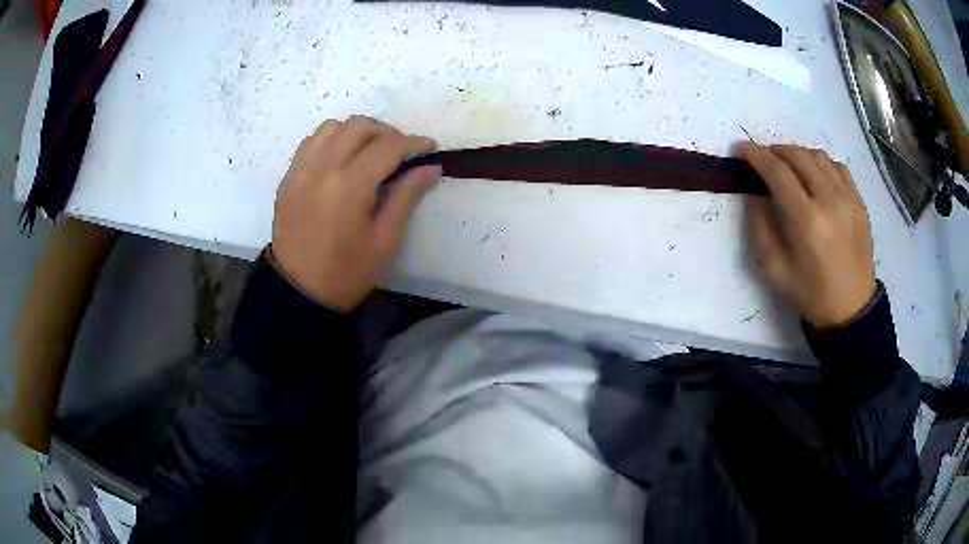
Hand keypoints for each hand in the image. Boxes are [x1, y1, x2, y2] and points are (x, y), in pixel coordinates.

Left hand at [271, 116, 440, 311]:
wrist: (299, 290)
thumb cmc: (347, 272)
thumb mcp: (386, 240)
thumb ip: (407, 197)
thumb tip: (430, 167)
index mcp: (350, 186)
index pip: (388, 146)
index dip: (414, 142)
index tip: (429, 147)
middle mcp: (323, 168)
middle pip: (360, 126)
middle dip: (387, 132)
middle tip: (400, 152)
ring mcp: (301, 170)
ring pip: (333, 127)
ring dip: (357, 132)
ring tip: (369, 151)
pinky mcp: (289, 177)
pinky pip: (312, 142)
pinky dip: (332, 139)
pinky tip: (341, 157)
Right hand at [737, 143, 876, 327]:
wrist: (851, 309)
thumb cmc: (810, 294)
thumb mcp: (775, 270)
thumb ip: (760, 227)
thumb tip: (754, 194)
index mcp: (807, 220)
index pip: (777, 172)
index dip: (756, 155)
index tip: (741, 149)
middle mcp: (829, 200)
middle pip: (798, 156)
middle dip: (775, 151)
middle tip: (763, 159)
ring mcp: (848, 198)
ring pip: (818, 156)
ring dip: (798, 154)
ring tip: (788, 165)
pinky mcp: (859, 201)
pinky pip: (837, 167)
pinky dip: (821, 163)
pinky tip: (815, 175)